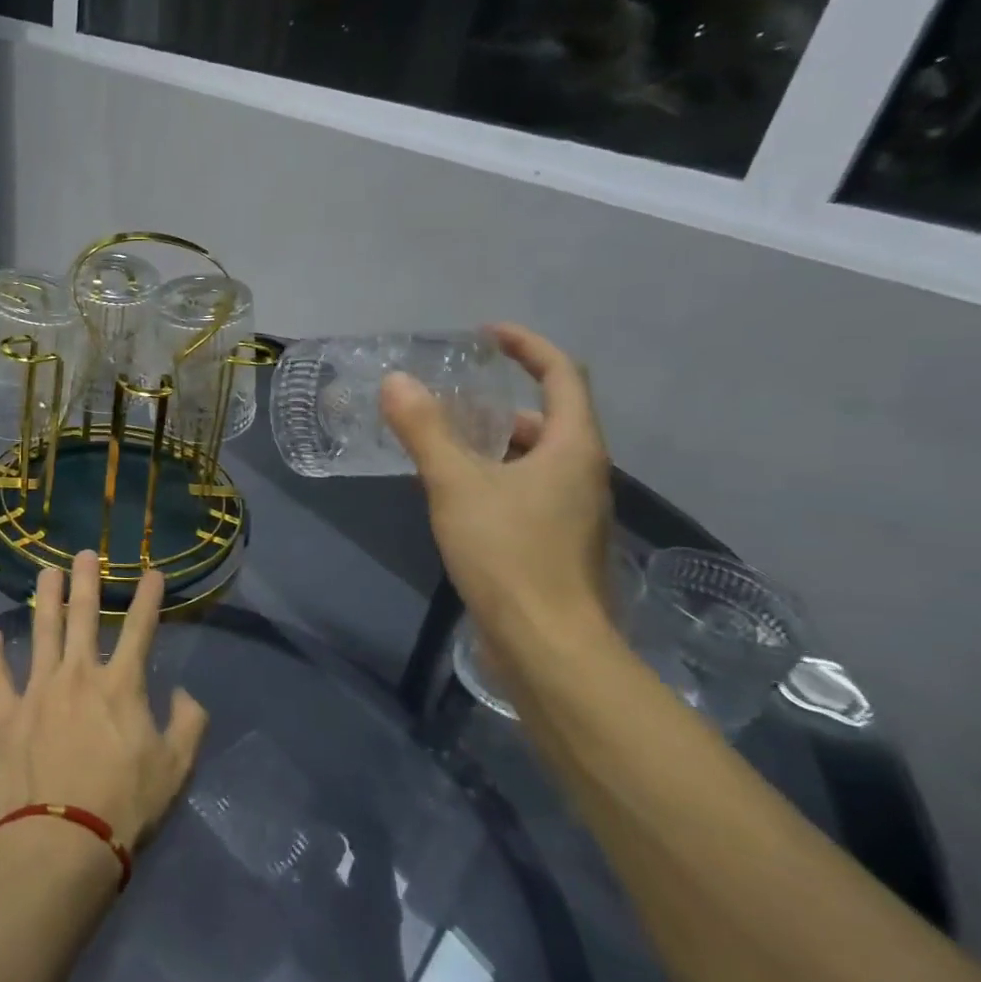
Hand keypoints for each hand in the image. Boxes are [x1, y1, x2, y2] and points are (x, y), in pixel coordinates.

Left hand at [0, 551, 209, 850]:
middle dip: (87, 581)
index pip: (140, 629)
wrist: (60, 844)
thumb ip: (188, 724)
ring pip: (41, 631)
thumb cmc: (124, 807)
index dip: (148, 598)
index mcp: (121, 685)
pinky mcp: (6, 714)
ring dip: (45, 599)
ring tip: (45, 572)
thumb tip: (182, 693)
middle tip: (85, 553)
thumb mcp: (176, 769)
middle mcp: (78, 675)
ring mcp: (38, 690)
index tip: (152, 571)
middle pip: (83, 616)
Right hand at [380, 323, 614, 658]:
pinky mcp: (558, 543)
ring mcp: (575, 512)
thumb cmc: (509, 555)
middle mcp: (585, 473)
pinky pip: (528, 490)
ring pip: (536, 459)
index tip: (486, 334)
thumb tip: (396, 381)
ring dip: (495, 443)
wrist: (548, 646)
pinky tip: (456, 496)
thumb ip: (425, 431)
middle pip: (550, 418)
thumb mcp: (456, 485)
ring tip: (444, 446)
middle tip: (452, 400)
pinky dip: (495, 477)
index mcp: (574, 448)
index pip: (562, 374)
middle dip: (502, 402)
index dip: (527, 346)